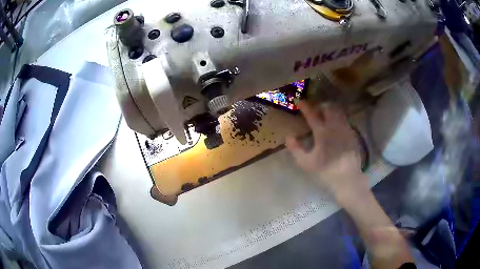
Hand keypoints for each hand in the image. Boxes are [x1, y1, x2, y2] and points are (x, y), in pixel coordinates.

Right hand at [286, 101, 367, 199]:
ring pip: (338, 112)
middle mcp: (335, 127)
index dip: (305, 106)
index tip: (299, 101)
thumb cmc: (326, 171)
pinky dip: (337, 118)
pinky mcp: (352, 134)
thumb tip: (288, 137)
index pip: (312, 114)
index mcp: (322, 133)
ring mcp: (345, 129)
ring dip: (330, 110)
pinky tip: (335, 126)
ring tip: (325, 115)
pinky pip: (344, 120)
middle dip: (320, 105)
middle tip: (314, 109)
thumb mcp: (306, 163)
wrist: (348, 179)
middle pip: (329, 108)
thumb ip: (296, 149)